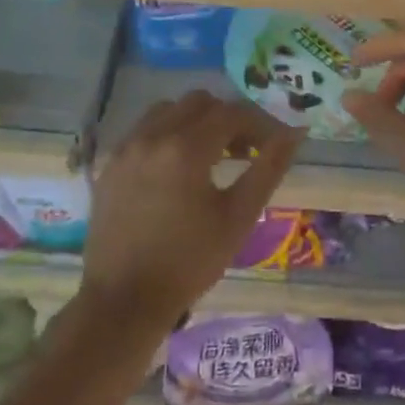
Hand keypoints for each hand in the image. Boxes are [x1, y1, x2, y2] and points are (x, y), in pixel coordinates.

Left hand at [80, 91, 302, 329]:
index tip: (275, 145)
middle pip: (200, 102)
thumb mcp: (239, 216)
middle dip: (228, 119)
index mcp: (186, 148)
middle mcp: (153, 136)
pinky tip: (177, 169)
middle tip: (246, 151)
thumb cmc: (190, 261)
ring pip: (168, 110)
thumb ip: (269, 167)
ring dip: (195, 122)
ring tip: (211, 156)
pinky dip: (168, 135)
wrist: (124, 301)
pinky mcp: (110, 166)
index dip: (260, 124)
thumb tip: (295, 132)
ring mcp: (126, 149)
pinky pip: (144, 131)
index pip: (232, 113)